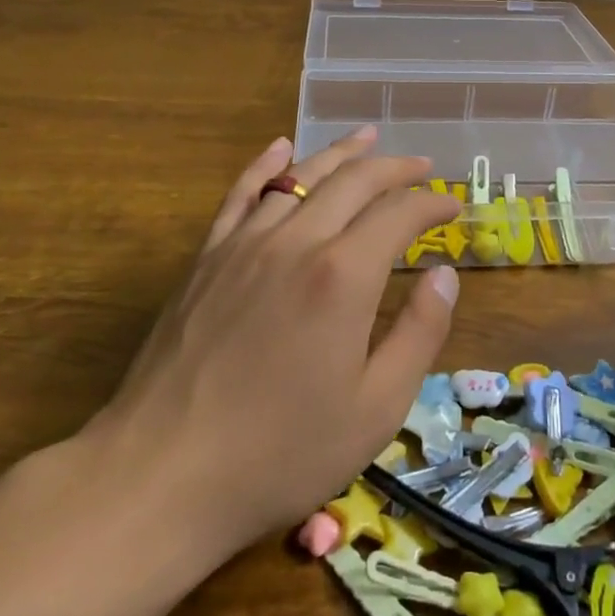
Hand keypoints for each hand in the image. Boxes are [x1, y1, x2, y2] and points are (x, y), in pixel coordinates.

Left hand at [77, 128, 460, 559]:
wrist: (162, 475)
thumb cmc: (281, 452)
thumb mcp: (376, 408)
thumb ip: (419, 333)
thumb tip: (444, 275)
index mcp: (342, 276)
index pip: (399, 213)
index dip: (432, 203)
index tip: (453, 207)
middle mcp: (295, 241)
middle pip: (353, 181)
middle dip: (395, 168)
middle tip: (422, 167)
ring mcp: (244, 244)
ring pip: (299, 177)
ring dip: (339, 155)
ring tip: (367, 140)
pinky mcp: (206, 259)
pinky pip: (240, 194)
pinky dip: (265, 165)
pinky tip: (280, 148)